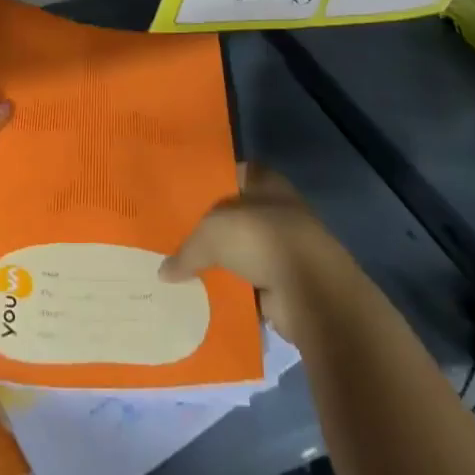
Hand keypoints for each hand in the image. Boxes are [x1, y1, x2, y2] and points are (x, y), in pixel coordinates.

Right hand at [159, 166, 361, 344]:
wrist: (311, 290)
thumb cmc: (260, 238)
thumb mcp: (211, 234)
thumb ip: (187, 250)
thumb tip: (164, 272)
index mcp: (263, 181)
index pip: (229, 175)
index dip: (205, 185)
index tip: (178, 198)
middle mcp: (275, 209)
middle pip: (234, 216)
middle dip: (210, 230)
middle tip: (175, 239)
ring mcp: (284, 247)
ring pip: (242, 252)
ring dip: (223, 264)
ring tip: (184, 273)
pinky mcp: (287, 283)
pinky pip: (251, 285)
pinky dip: (235, 292)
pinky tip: (206, 299)